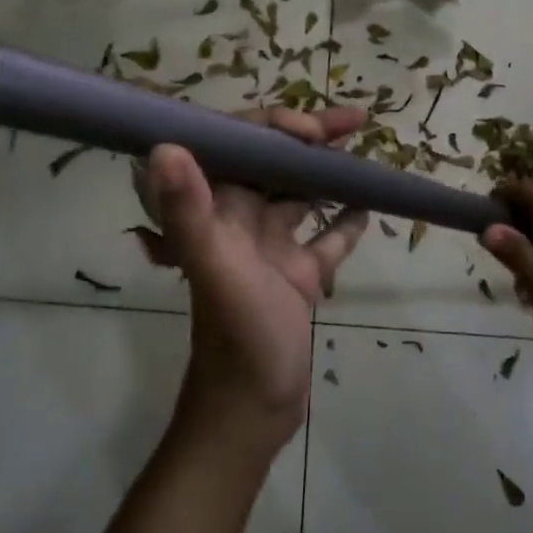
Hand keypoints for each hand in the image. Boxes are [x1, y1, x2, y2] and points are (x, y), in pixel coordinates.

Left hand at [133, 107, 369, 454]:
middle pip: (276, 161)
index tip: (312, 130)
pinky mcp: (298, 273)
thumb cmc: (235, 336)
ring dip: (329, 170)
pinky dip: (346, 219)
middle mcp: (241, 218)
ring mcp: (272, 245)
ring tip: (364, 148)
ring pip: (302, 192)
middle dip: (312, 137)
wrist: (252, 412)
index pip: (240, 145)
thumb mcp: (214, 269)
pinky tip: (370, 204)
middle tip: (356, 120)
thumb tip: (161, 145)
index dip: (272, 125)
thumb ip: (188, 211)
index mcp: (218, 208)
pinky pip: (327, 236)